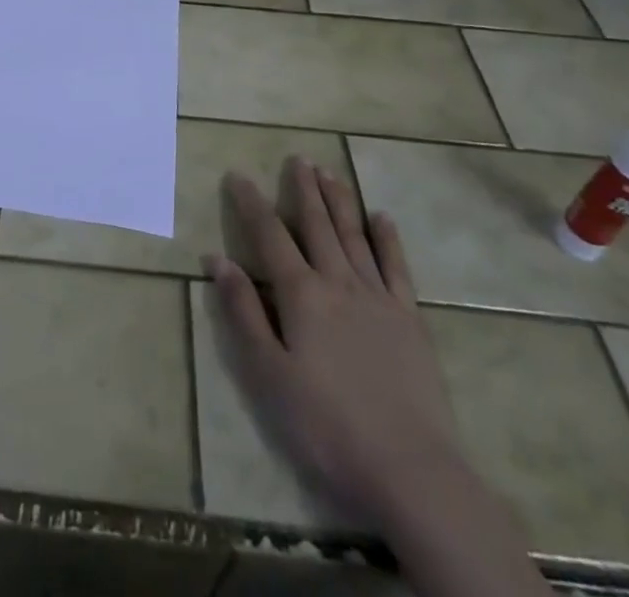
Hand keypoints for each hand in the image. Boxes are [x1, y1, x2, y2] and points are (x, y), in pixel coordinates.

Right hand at [206, 157, 465, 525]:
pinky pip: (397, 267)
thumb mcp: (269, 375)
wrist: (411, 470)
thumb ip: (243, 312)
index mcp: (302, 295)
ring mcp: (379, 298)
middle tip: (298, 158)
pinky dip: (388, 239)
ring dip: (340, 201)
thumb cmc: (327, 426)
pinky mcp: (411, 319)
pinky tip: (382, 217)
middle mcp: (339, 282)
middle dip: (303, 189)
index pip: (270, 235)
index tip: (238, 174)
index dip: (251, 203)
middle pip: (317, 225)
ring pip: (354, 235)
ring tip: (329, 172)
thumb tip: (217, 259)